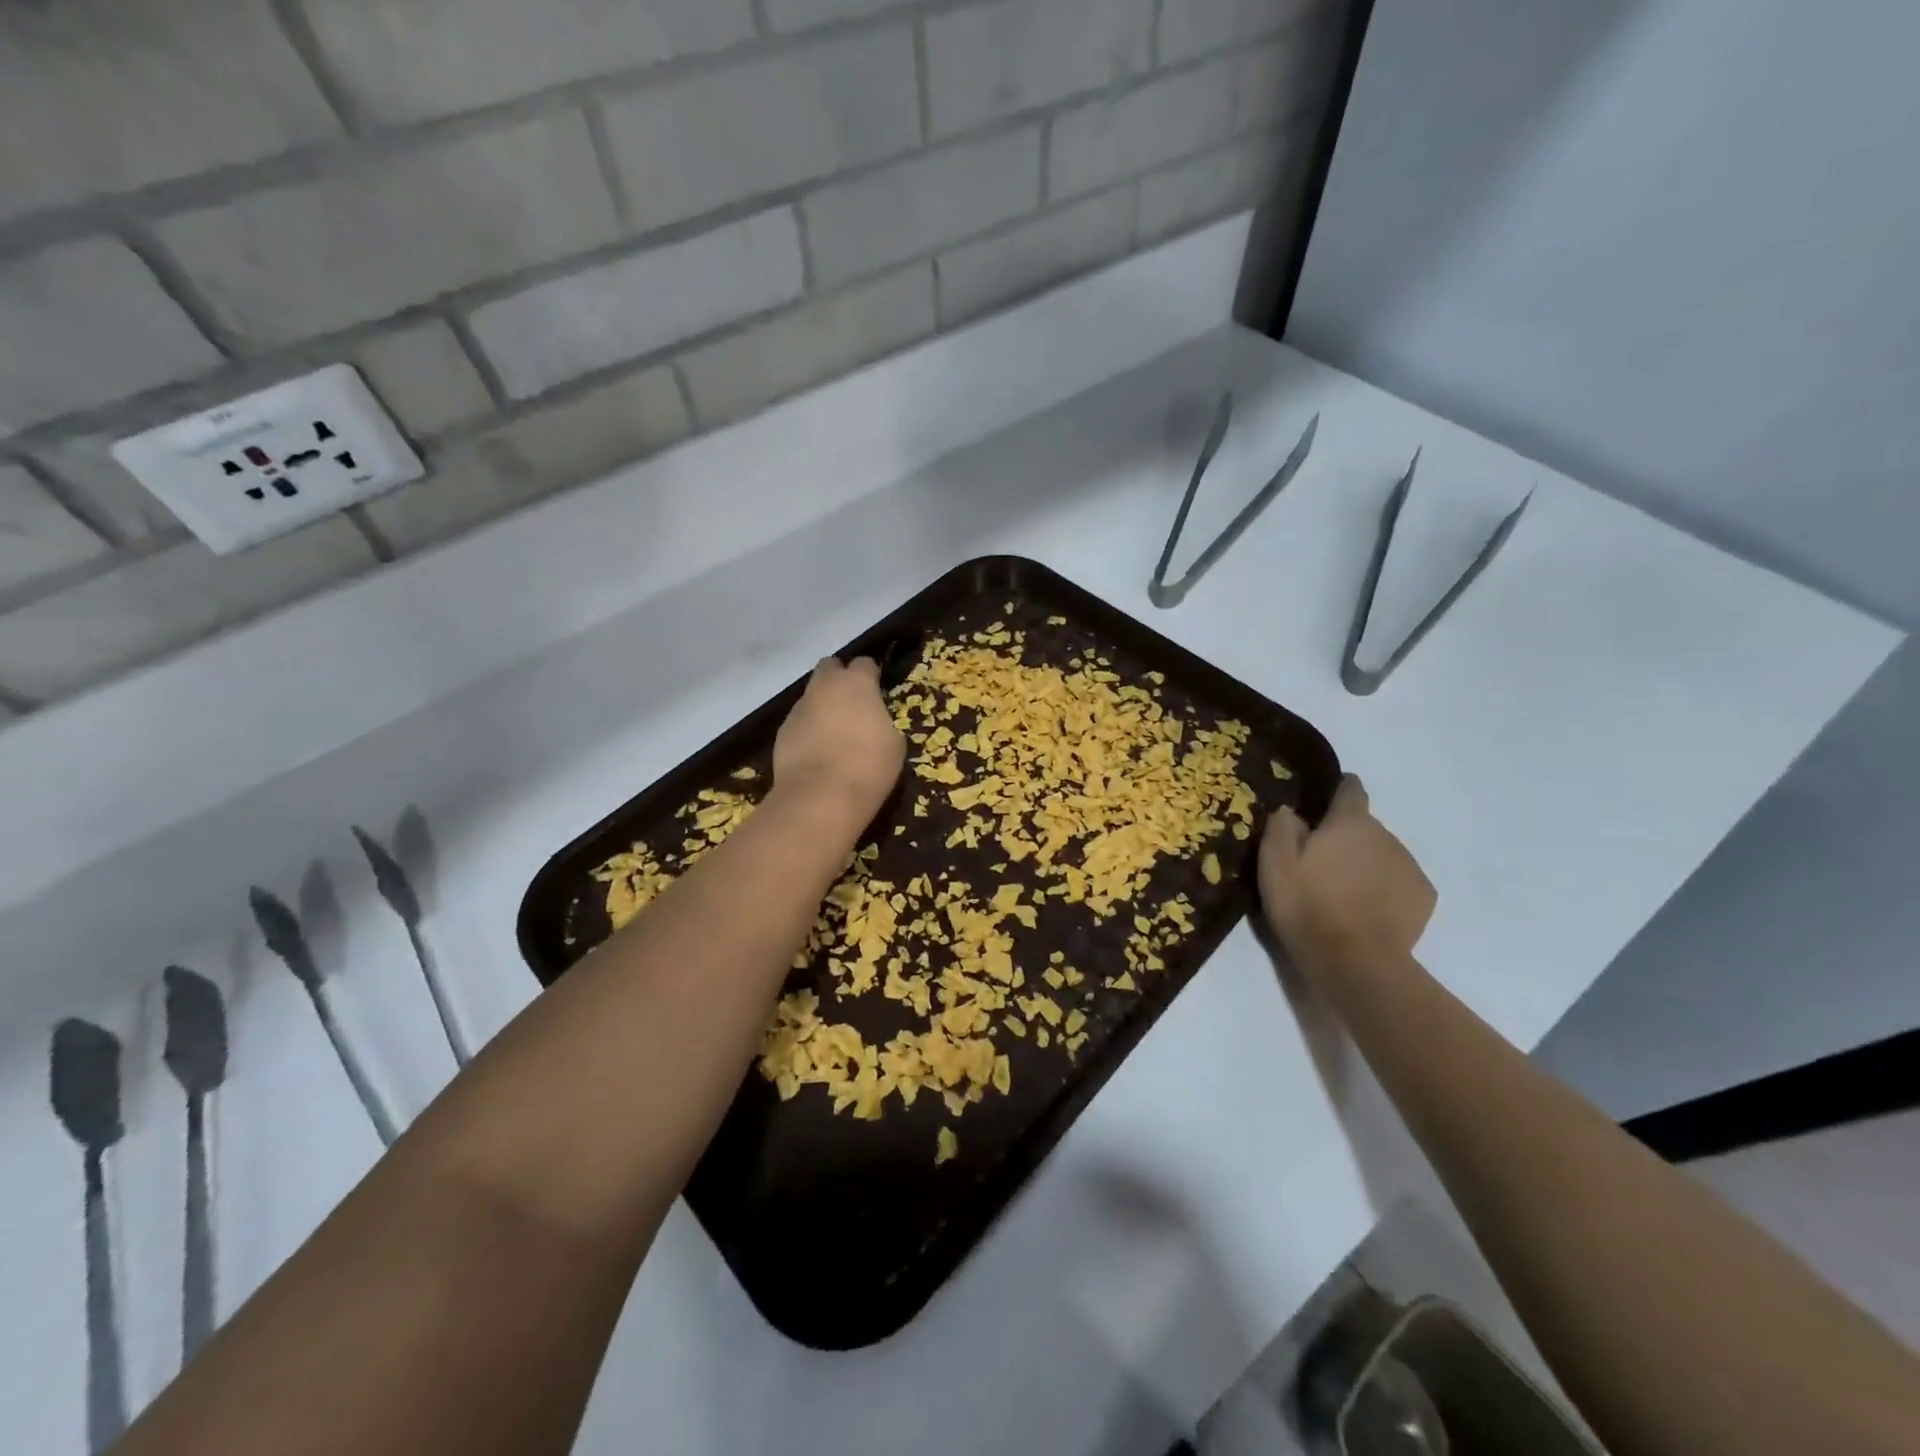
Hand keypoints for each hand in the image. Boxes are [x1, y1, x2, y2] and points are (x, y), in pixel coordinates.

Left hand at [771, 657, 905, 826]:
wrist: (821, 796)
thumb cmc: (869, 766)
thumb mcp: (894, 744)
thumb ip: (882, 722)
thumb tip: (873, 723)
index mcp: (857, 683)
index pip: (865, 663)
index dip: (871, 675)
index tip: (877, 691)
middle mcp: (824, 686)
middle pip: (830, 667)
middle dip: (839, 678)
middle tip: (851, 703)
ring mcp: (800, 707)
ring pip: (811, 695)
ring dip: (822, 706)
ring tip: (833, 734)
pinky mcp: (783, 731)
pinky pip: (799, 722)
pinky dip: (808, 730)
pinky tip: (816, 752)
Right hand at [1259, 776, 1435, 963]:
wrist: (1355, 961)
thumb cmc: (1307, 905)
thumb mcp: (1274, 862)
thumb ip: (1281, 826)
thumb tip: (1292, 811)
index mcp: (1350, 822)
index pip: (1350, 788)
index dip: (1337, 789)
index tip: (1322, 802)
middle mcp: (1386, 835)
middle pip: (1364, 826)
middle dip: (1345, 837)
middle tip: (1320, 864)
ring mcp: (1409, 866)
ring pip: (1382, 854)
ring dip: (1364, 863)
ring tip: (1342, 892)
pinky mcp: (1423, 897)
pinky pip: (1399, 882)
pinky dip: (1384, 888)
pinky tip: (1366, 910)